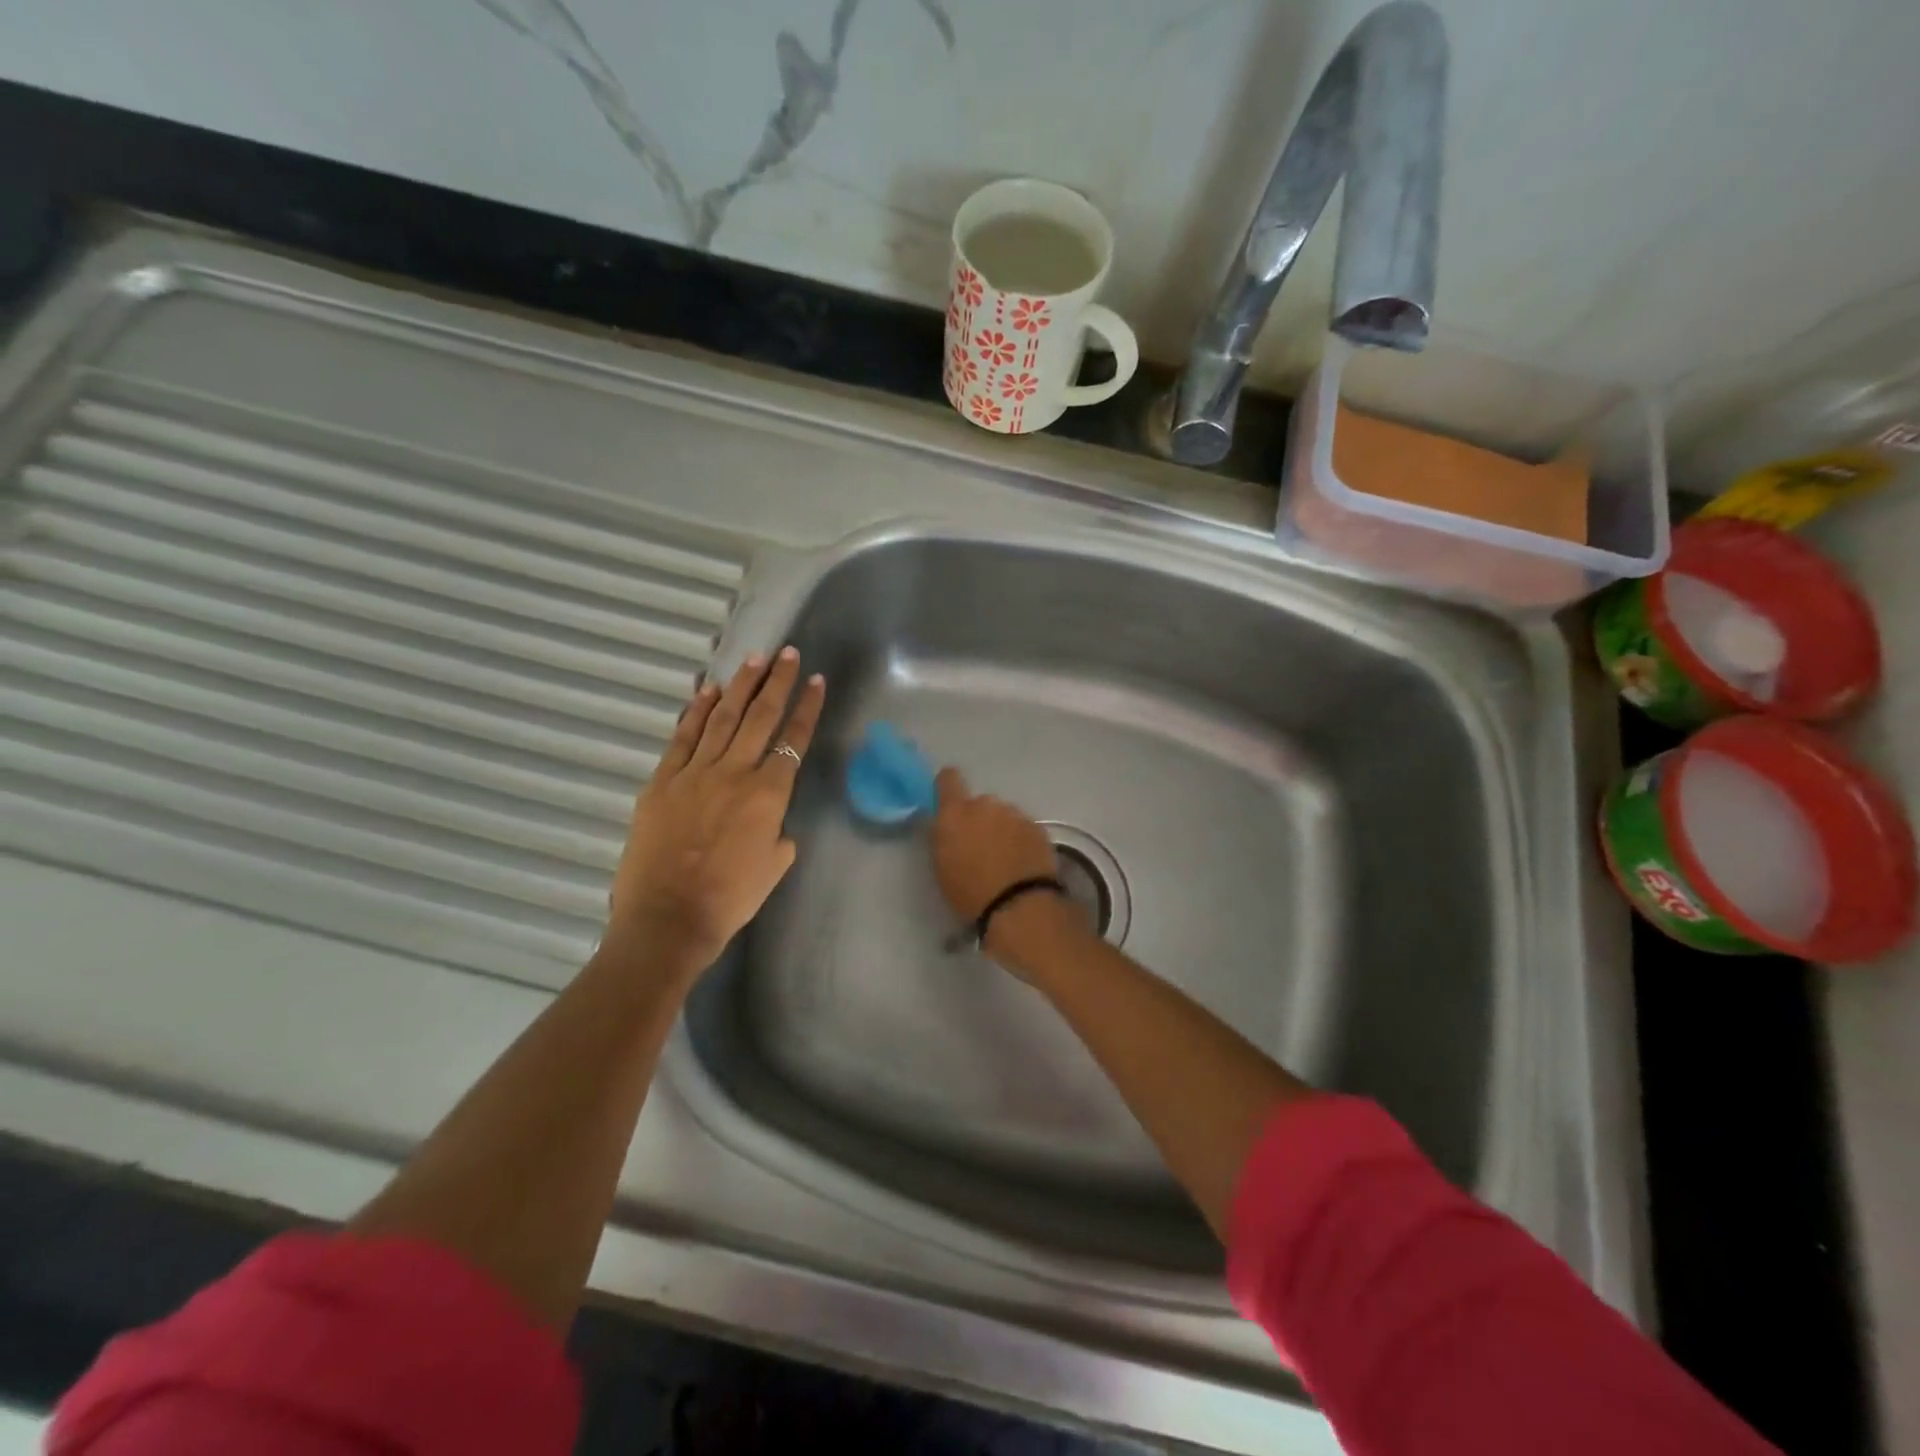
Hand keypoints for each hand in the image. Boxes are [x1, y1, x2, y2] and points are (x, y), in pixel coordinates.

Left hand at [610, 648, 824, 976]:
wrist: (668, 919)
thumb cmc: (730, 900)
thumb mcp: (774, 867)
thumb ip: (779, 834)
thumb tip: (772, 820)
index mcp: (768, 795)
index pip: (794, 741)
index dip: (807, 709)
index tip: (816, 682)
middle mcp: (735, 773)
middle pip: (760, 717)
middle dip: (777, 682)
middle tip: (787, 654)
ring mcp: (695, 773)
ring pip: (722, 718)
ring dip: (740, 686)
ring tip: (754, 659)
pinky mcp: (662, 781)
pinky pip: (683, 738)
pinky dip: (696, 712)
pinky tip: (707, 691)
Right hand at [931, 768, 1086, 974]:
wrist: (1019, 907)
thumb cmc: (970, 892)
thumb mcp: (942, 866)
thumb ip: (944, 836)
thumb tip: (949, 825)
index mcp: (955, 813)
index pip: (948, 778)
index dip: (948, 787)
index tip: (949, 803)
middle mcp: (986, 805)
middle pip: (979, 803)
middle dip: (979, 820)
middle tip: (980, 848)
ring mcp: (1015, 814)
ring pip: (1004, 815)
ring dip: (1002, 830)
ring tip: (1005, 861)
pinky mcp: (1038, 827)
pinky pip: (1024, 828)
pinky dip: (1021, 840)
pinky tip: (1022, 864)